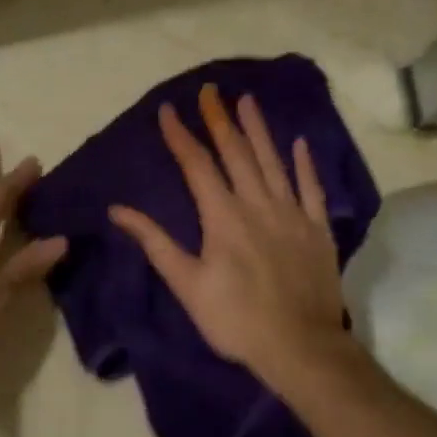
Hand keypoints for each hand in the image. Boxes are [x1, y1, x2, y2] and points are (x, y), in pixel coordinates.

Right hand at [109, 85, 349, 385]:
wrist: (299, 345)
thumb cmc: (235, 319)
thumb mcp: (187, 285)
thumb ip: (155, 243)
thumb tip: (118, 210)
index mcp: (222, 217)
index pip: (197, 166)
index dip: (181, 136)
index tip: (168, 110)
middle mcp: (257, 204)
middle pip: (236, 153)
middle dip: (219, 120)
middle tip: (210, 90)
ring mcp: (292, 213)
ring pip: (272, 162)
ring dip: (258, 130)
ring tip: (247, 101)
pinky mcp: (317, 229)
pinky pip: (311, 188)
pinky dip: (304, 164)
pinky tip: (298, 143)